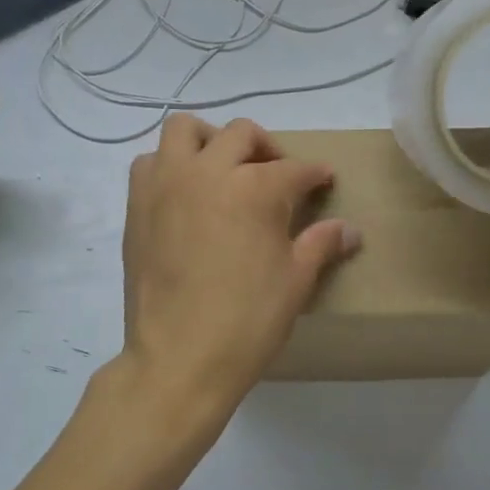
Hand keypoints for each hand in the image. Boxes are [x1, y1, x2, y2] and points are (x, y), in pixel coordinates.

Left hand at [119, 115, 358, 427]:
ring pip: (185, 130)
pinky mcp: (138, 204)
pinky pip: (151, 162)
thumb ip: (322, 244)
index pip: (294, 169)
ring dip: (210, 140)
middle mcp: (209, 171)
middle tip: (277, 174)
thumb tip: (351, 230)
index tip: (324, 179)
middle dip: (267, 147)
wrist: (178, 359)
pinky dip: (170, 164)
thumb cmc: (247, 321)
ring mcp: (167, 184)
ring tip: (223, 169)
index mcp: (254, 188)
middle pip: (242, 134)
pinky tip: (185, 193)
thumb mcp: (296, 281)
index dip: (314, 174)